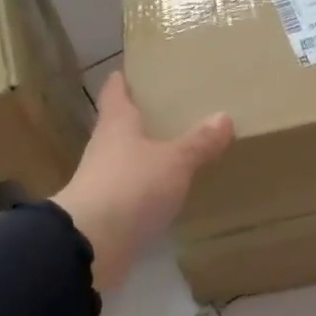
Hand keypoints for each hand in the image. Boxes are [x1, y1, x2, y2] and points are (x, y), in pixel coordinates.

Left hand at [52, 72, 233, 293]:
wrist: (91, 244)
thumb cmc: (131, 187)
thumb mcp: (174, 161)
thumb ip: (199, 142)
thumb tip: (224, 116)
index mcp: (116, 124)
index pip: (116, 91)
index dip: (125, 79)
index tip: (139, 70)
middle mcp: (105, 148)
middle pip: (121, 125)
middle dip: (144, 118)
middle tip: (175, 110)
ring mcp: (103, 181)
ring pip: (128, 160)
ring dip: (148, 156)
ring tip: (180, 151)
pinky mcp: (108, 213)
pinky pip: (133, 193)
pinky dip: (149, 189)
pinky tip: (170, 193)